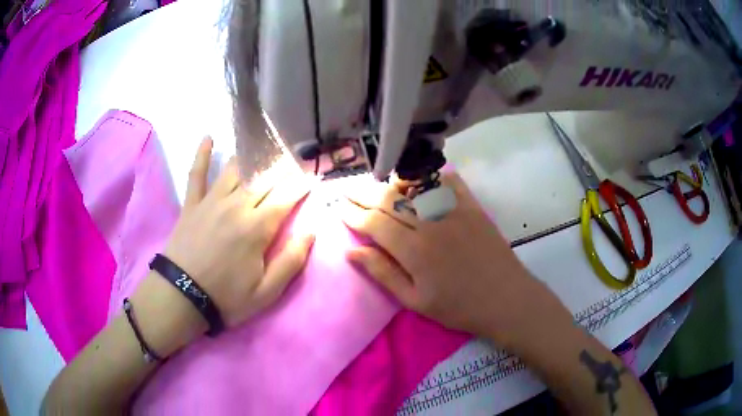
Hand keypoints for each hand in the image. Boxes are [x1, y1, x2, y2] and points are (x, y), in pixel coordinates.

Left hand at [162, 137, 314, 327]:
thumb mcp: (266, 292)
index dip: (302, 184)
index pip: (286, 196)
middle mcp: (237, 205)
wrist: (181, 297)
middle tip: (294, 156)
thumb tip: (311, 231)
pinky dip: (202, 154)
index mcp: (257, 227)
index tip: (312, 176)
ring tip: (264, 147)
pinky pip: (197, 173)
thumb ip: (291, 260)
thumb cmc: (226, 297)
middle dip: (283, 166)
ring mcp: (211, 201)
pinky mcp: (192, 203)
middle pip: (265, 177)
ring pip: (236, 169)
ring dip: (253, 156)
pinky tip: (208, 137)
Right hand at [339, 173, 570, 348]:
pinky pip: (450, 183)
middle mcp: (430, 224)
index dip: (354, 215)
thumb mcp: (415, 301)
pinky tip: (420, 176)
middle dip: (364, 195)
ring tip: (376, 183)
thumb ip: (383, 273)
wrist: (506, 300)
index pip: (375, 224)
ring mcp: (454, 212)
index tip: (339, 208)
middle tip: (348, 190)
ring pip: (415, 188)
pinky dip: (433, 176)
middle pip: (390, 201)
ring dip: (391, 183)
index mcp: (413, 250)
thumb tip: (352, 252)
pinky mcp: (473, 208)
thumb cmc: (458, 308)